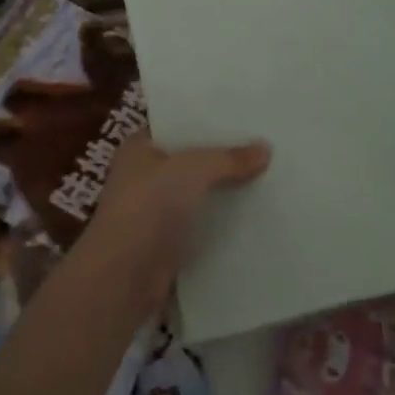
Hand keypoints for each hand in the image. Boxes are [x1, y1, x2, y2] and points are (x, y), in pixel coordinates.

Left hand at [87, 134, 270, 308]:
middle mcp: (144, 175)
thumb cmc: (150, 206)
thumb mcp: (193, 169)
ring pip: (198, 193)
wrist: (124, 277)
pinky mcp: (168, 243)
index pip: (177, 125)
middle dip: (223, 157)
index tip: (244, 117)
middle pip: (191, 160)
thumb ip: (229, 158)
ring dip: (225, 191)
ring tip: (269, 177)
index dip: (207, 121)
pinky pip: (202, 224)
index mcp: (140, 147)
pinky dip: (222, 222)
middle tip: (266, 145)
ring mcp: (155, 211)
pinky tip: (255, 215)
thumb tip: (266, 148)